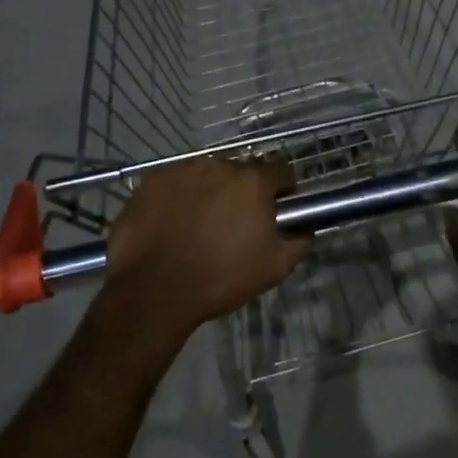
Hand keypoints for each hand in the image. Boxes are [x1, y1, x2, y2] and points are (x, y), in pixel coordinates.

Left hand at [101, 157, 309, 341]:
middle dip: (243, 194)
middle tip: (235, 225)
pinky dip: (178, 198)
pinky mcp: (152, 180)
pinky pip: (175, 184)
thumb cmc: (220, 278)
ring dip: (210, 193)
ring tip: (199, 227)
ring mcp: (182, 170)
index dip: (284, 191)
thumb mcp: (274, 268)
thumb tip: (306, 229)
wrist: (153, 292)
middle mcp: (219, 165)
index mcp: (253, 182)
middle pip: (241, 173)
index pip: (282, 172)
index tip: (278, 211)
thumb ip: (298, 241)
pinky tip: (172, 225)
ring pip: (207, 177)